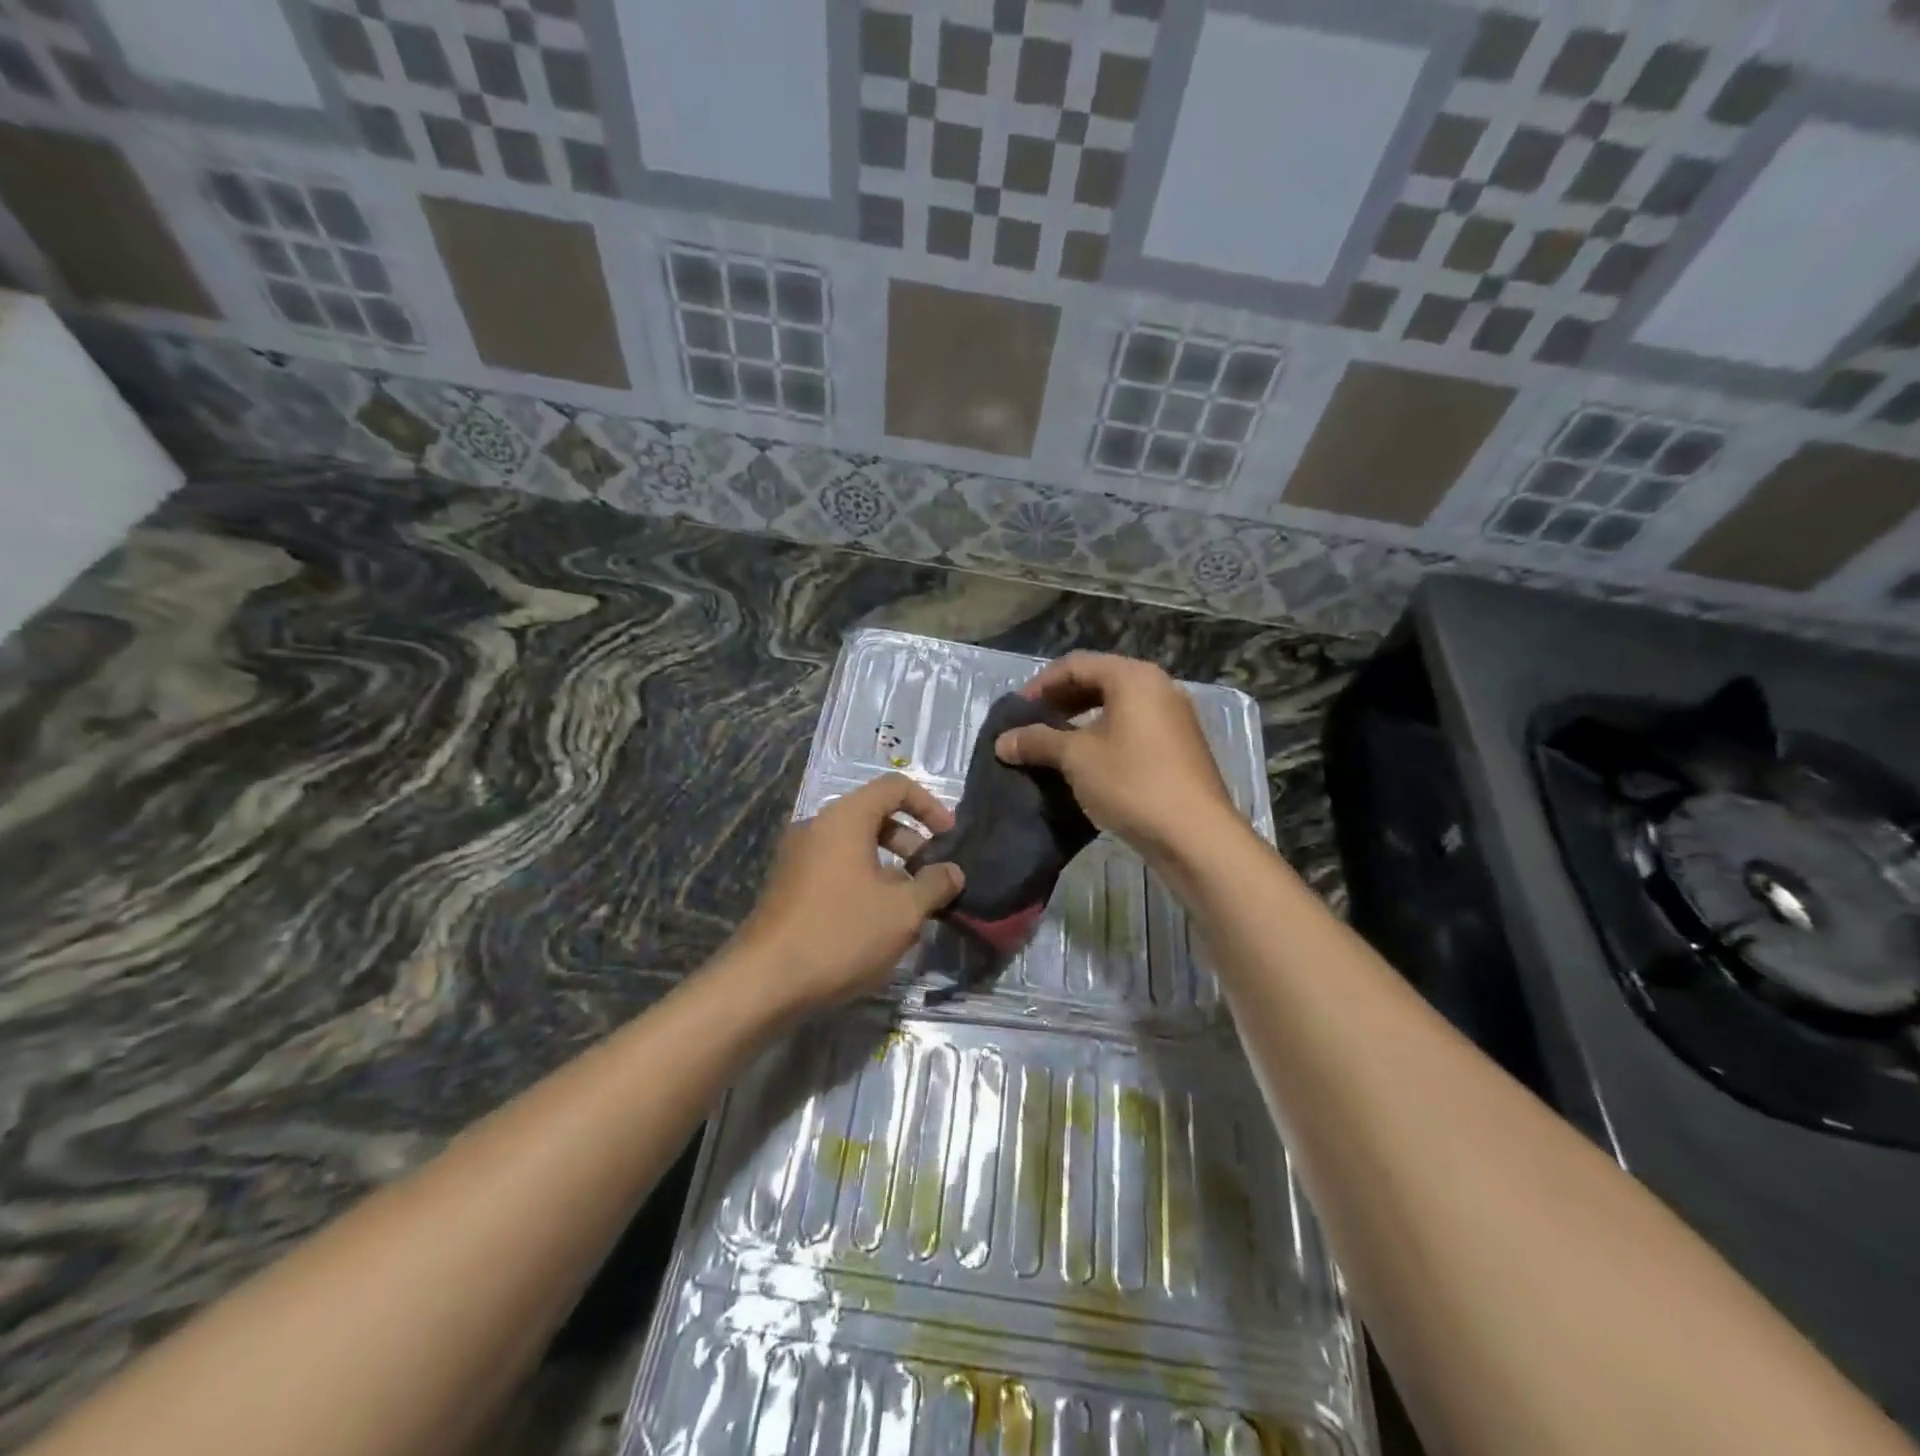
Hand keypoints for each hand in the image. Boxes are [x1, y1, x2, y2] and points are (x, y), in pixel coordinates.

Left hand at [727, 773, 964, 1013]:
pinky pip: (837, 869)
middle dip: (912, 843)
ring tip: (912, 909)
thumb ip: (935, 884)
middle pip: (875, 816)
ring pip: (856, 847)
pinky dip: (865, 883)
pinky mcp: (789, 887)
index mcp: (844, 818)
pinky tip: (878, 926)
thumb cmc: (841, 933)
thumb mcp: (903, 911)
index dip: (929, 806)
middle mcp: (818, 827)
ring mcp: (798, 857)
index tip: (949, 839)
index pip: (894, 787)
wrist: (764, 982)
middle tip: (934, 878)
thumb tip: (952, 872)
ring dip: (891, 869)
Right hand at [995, 652, 1240, 863]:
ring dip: (1081, 721)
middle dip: (1061, 701)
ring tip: (1054, 745)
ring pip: (1117, 706)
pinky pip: (1133, 728)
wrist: (1195, 835)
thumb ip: (1037, 741)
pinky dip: (1105, 736)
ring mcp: (1174, 717)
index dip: (1040, 684)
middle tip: (1032, 725)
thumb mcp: (1076, 758)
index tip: (1016, 711)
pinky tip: (1087, 763)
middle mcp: (1158, 687)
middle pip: (1099, 680)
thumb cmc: (1132, 782)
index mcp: (1133, 677)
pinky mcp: (1180, 746)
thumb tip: (1002, 742)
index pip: (1076, 665)